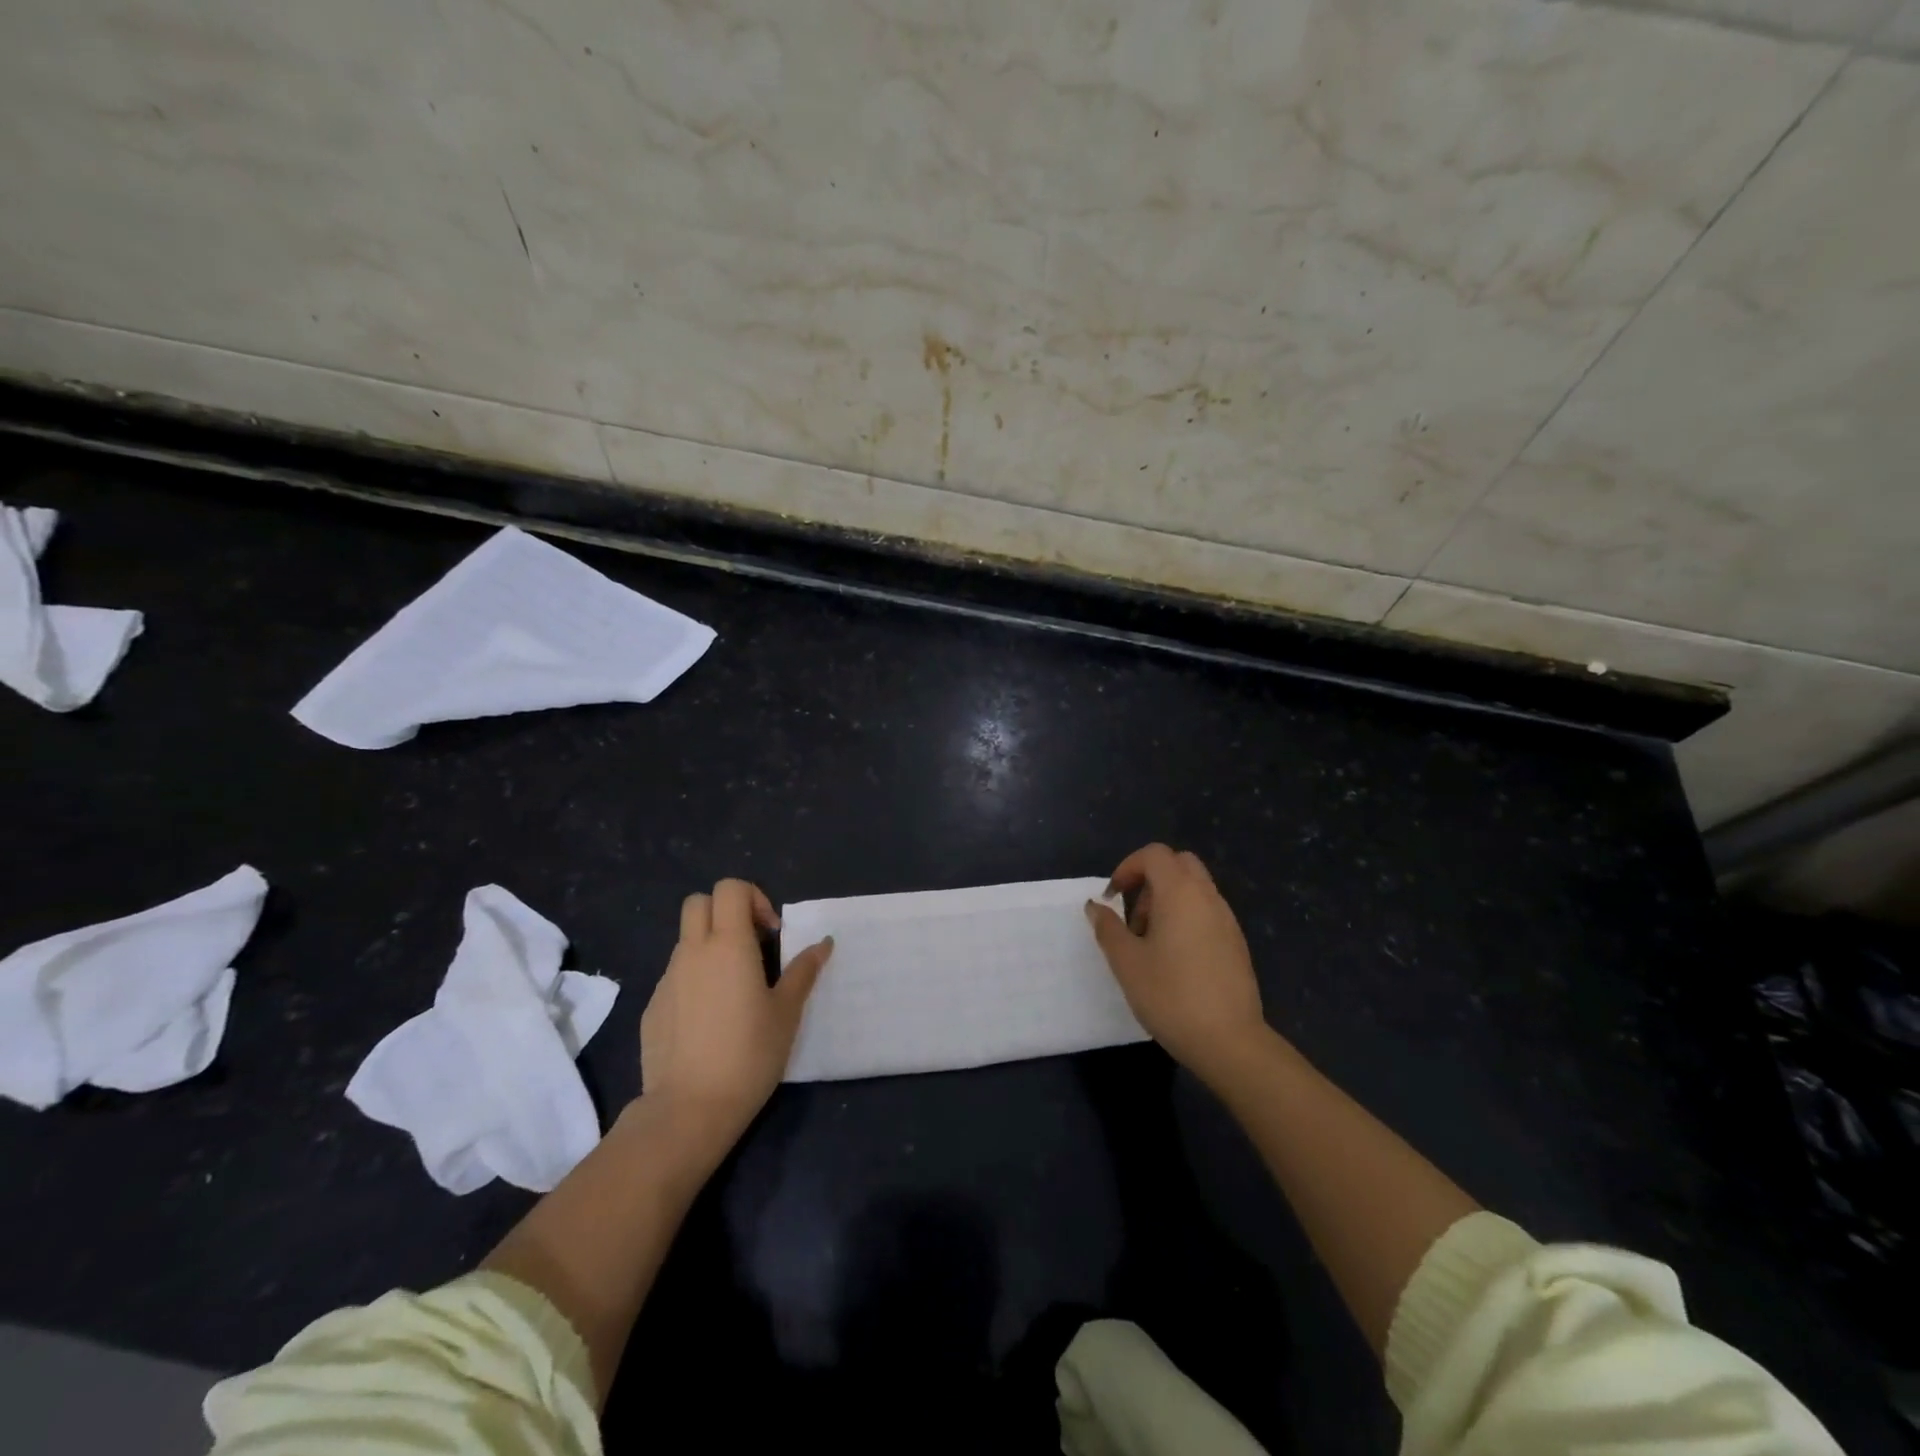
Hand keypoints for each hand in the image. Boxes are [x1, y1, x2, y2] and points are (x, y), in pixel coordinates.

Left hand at [639, 878, 831, 1148]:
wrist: (689, 1109)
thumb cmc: (749, 1054)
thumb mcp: (787, 1012)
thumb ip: (803, 971)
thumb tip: (823, 943)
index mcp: (728, 945)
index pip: (730, 888)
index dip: (753, 898)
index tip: (770, 933)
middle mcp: (692, 952)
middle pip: (698, 902)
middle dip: (725, 911)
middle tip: (750, 945)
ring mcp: (667, 979)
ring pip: (686, 940)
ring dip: (710, 946)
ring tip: (733, 988)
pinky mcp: (652, 1006)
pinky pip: (675, 975)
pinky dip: (694, 979)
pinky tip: (709, 1019)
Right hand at [1085, 844, 1268, 1088]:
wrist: (1230, 1042)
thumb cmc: (1170, 996)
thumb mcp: (1126, 962)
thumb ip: (1108, 928)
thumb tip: (1096, 906)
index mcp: (1180, 893)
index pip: (1154, 854)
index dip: (1128, 867)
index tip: (1112, 897)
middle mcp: (1207, 897)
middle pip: (1179, 864)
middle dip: (1150, 879)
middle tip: (1132, 915)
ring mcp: (1227, 920)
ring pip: (1194, 888)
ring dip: (1167, 900)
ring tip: (1149, 943)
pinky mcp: (1236, 943)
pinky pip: (1207, 911)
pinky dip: (1186, 918)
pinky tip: (1174, 959)